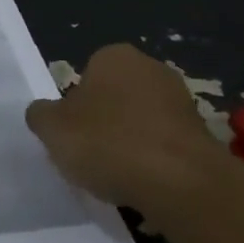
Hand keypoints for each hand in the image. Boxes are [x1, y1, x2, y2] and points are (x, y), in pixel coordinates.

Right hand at [25, 44, 227, 217]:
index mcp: (114, 56)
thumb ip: (41, 115)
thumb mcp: (52, 128)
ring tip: (118, 178)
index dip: (75, 107)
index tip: (72, 135)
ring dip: (131, 144)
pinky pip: (166, 147)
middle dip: (105, 123)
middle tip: (91, 155)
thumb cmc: (108, 142)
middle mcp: (151, 68)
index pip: (86, 75)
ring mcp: (182, 101)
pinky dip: (154, 163)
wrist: (180, 181)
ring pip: (142, 123)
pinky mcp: (202, 135)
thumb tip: (43, 112)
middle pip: (116, 97)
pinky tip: (145, 186)